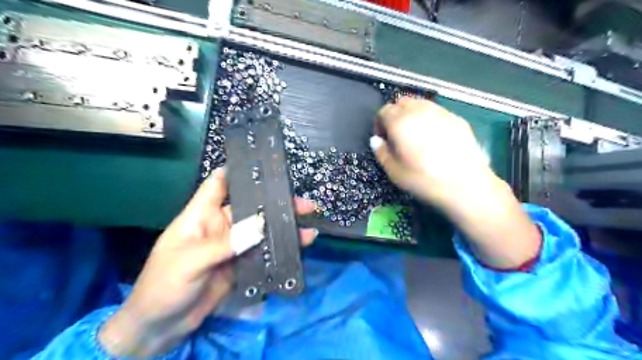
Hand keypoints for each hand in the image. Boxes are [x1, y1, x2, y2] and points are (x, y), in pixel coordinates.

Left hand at [99, 168, 316, 356]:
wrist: (161, 326)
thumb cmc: (164, 285)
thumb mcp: (190, 261)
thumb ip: (225, 243)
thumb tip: (260, 225)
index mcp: (202, 215)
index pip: (219, 184)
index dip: (238, 171)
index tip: (265, 165)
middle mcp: (221, 226)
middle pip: (251, 207)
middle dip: (275, 202)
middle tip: (303, 203)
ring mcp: (233, 245)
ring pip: (261, 229)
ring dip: (283, 226)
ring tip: (308, 223)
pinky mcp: (242, 263)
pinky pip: (264, 251)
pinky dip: (280, 248)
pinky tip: (299, 245)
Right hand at [371, 98, 540, 269]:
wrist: (465, 185)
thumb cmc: (423, 180)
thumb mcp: (394, 172)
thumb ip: (381, 152)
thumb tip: (376, 140)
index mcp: (400, 122)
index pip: (383, 111)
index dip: (379, 124)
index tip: (383, 139)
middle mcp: (419, 110)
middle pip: (402, 102)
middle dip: (395, 115)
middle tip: (397, 134)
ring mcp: (441, 112)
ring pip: (420, 104)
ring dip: (412, 114)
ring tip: (415, 134)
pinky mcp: (457, 118)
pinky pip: (437, 112)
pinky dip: (429, 118)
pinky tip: (435, 138)